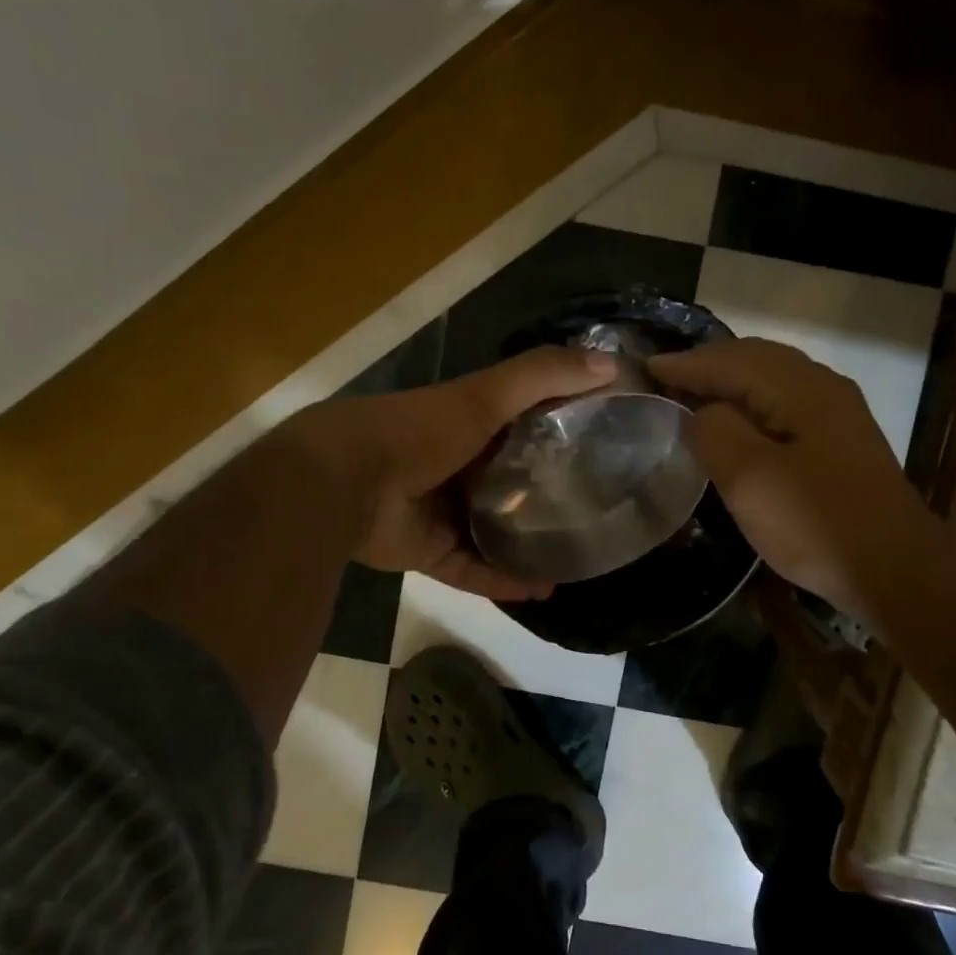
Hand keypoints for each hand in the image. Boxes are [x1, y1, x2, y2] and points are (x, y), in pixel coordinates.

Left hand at [282, 347, 615, 599]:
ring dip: (531, 545)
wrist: (342, 483)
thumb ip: (543, 376)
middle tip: (597, 512)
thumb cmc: (418, 430)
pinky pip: (474, 570)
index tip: (607, 446)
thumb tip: (613, 364)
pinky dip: (504, 580)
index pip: (525, 426)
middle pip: (511, 482)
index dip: (563, 432)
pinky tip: (543, 590)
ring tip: (576, 557)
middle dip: (549, 496)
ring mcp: (442, 512)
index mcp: (468, 425)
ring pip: (495, 531)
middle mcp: (457, 467)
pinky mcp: (429, 553)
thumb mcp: (484, 396)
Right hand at [649, 339, 929, 622]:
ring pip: (773, 380)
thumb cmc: (816, 523)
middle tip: (666, 378)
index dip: (685, 364)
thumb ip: (714, 432)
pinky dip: (752, 403)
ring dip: (730, 382)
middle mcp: (823, 387)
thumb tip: (701, 412)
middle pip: (755, 359)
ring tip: (694, 395)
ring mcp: (838, 414)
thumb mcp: (750, 478)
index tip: (645, 368)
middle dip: (708, 365)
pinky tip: (738, 425)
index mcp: (800, 388)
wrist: (895, 570)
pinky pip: (785, 403)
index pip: (731, 360)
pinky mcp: (842, 442)